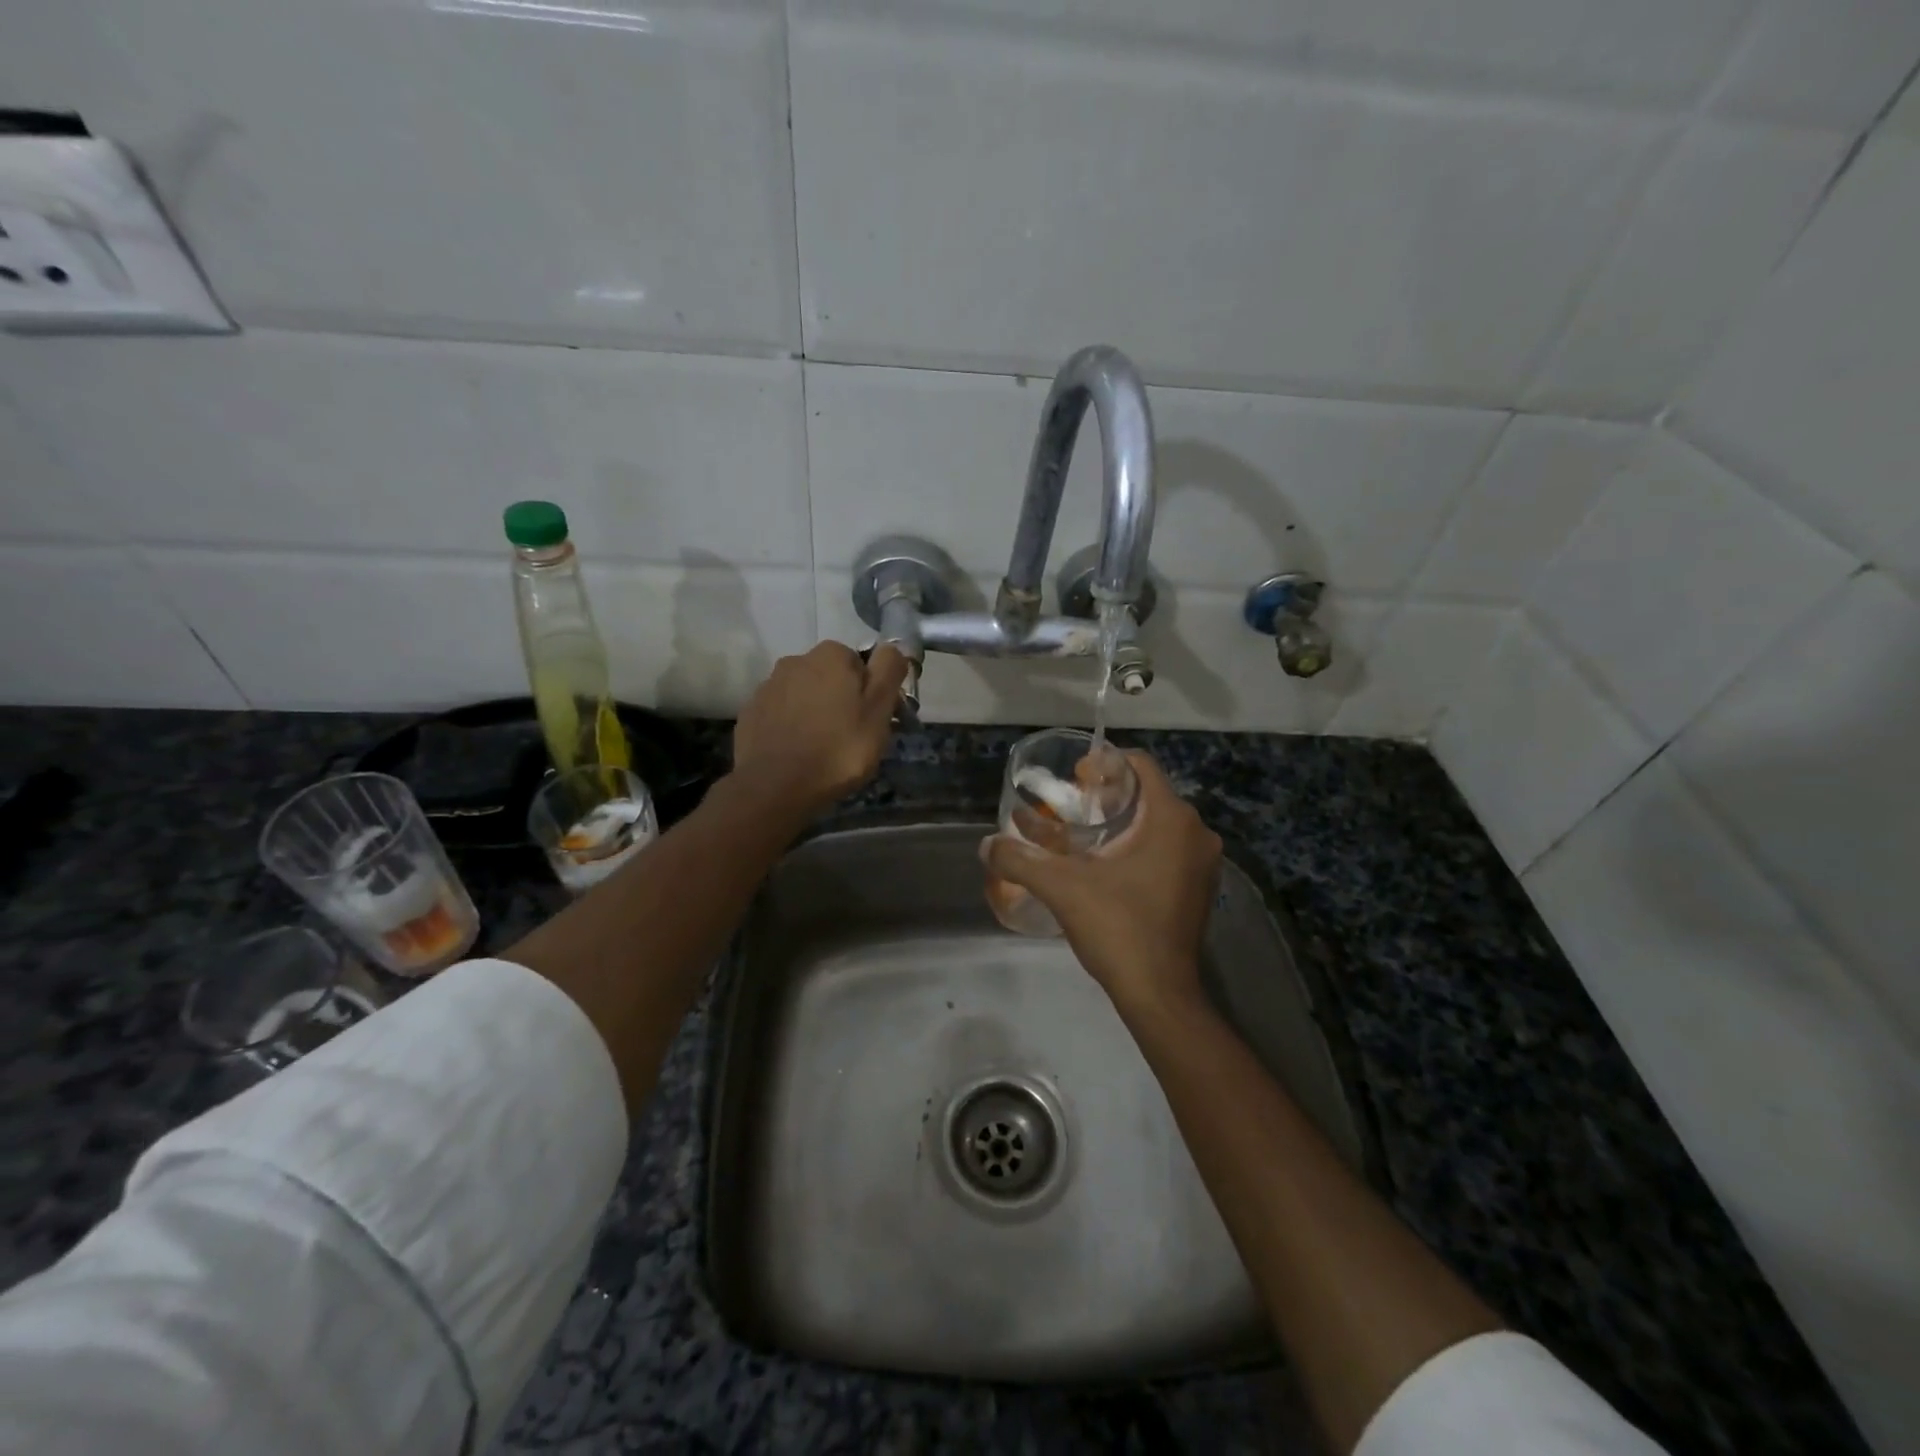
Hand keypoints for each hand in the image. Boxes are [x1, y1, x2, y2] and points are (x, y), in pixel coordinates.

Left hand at [732, 642, 908, 815]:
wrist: (775, 787)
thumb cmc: (838, 748)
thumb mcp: (878, 710)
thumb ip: (889, 671)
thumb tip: (893, 646)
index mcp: (831, 655)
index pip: (861, 664)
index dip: (870, 692)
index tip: (872, 720)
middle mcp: (796, 660)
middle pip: (830, 677)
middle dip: (840, 700)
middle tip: (850, 736)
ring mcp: (768, 686)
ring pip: (803, 694)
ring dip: (814, 712)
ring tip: (821, 747)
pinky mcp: (750, 712)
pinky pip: (780, 714)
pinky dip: (790, 727)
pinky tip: (796, 752)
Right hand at [983, 749, 1221, 1019]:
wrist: (1159, 994)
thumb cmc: (1118, 928)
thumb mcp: (1061, 888)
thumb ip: (1020, 859)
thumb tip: (985, 845)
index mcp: (1172, 819)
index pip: (1141, 765)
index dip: (1105, 764)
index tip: (1074, 777)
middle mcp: (1196, 833)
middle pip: (1149, 793)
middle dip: (1109, 794)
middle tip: (1071, 805)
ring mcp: (1203, 863)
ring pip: (1159, 822)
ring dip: (1124, 821)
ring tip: (1083, 833)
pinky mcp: (1200, 887)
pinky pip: (1168, 848)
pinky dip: (1139, 845)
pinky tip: (1107, 864)